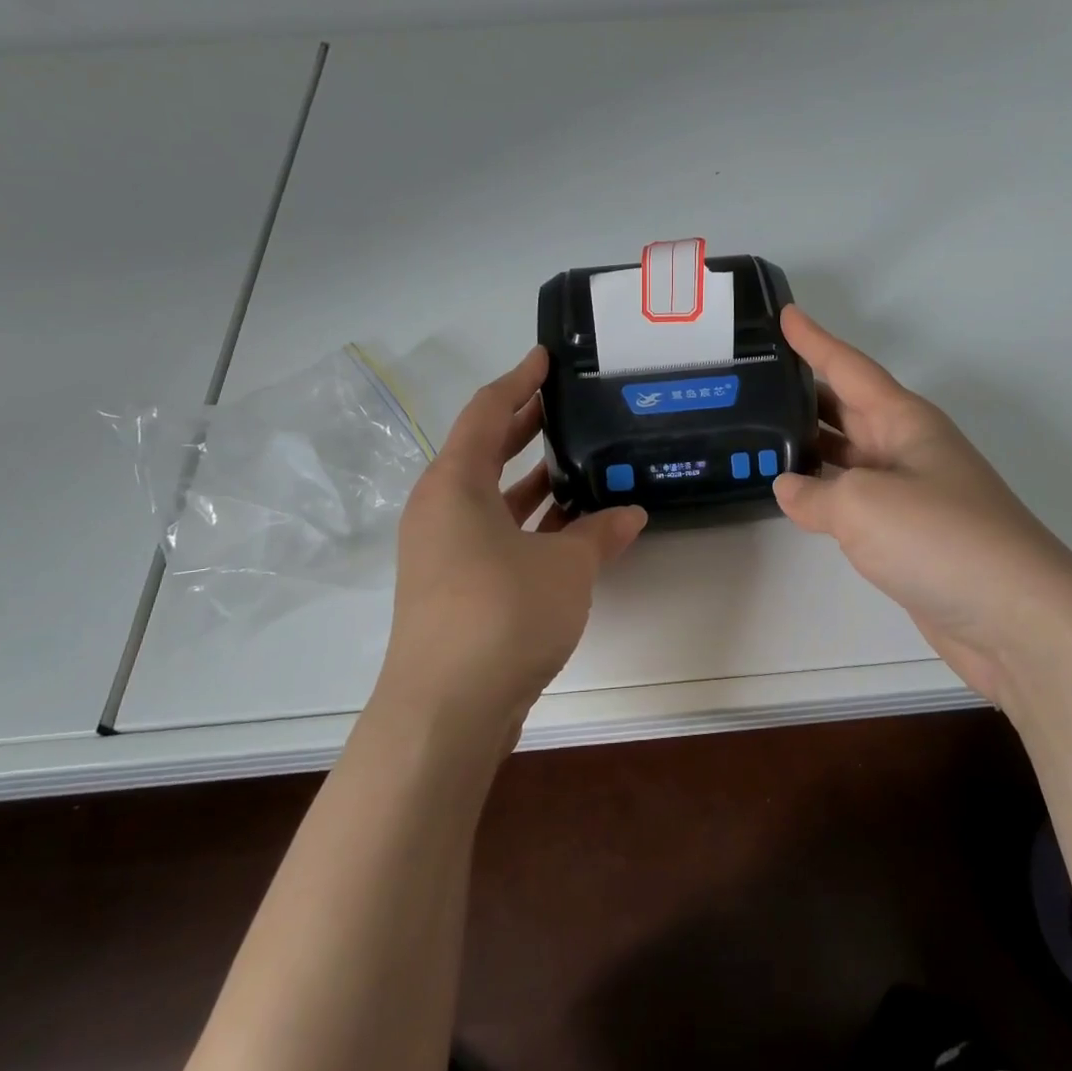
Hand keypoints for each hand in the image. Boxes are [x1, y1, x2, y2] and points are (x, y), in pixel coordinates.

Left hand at [375, 346, 647, 741]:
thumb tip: (631, 513)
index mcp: (454, 484)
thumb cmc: (502, 615)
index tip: (545, 358)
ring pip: (490, 497)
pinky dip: (528, 523)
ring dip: (529, 480)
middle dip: (524, 426)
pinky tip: (569, 527)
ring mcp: (443, 551)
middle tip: (565, 404)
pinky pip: (494, 534)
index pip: (486, 412)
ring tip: (576, 461)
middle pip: (483, 451)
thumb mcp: (565, 567)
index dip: (518, 381)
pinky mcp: (454, 586)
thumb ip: (599, 534)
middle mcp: (440, 510)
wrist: (445, 712)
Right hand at [772, 306, 1071, 693]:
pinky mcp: (907, 536)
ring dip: (808, 444)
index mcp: (905, 422)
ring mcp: (909, 493)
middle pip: (847, 408)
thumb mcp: (864, 505)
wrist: (1016, 618)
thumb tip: (788, 488)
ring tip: (758, 432)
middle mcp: (907, 448)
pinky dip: (822, 493)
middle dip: (804, 391)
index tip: (784, 313)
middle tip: (754, 379)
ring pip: (847, 455)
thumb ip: (815, 493)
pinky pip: (853, 499)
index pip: (849, 367)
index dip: (814, 340)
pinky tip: (793, 497)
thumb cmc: (942, 539)